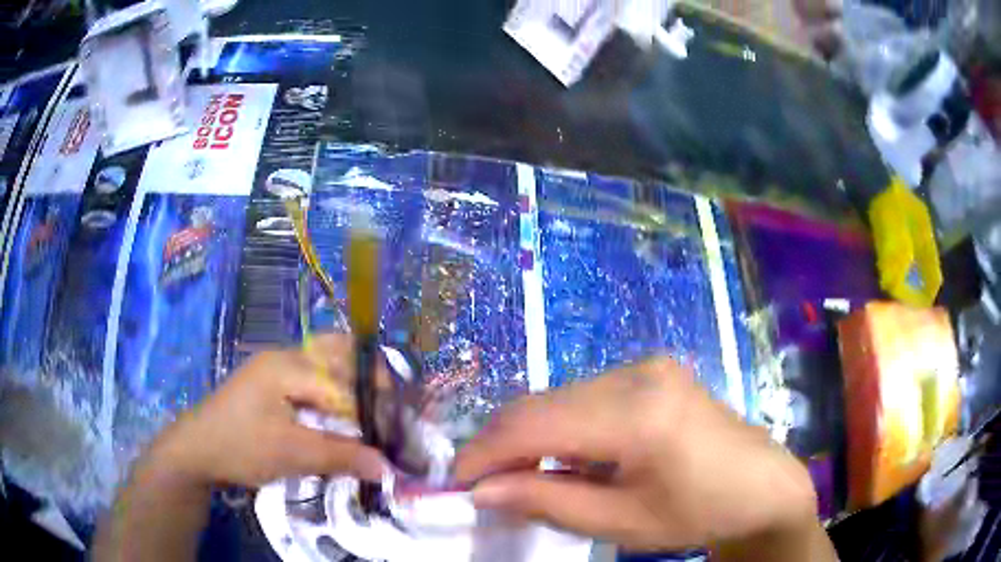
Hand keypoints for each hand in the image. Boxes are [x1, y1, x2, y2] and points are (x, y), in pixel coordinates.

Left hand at [144, 334, 386, 488]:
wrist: (198, 447)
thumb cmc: (241, 447)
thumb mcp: (291, 454)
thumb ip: (340, 456)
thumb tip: (387, 467)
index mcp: (288, 367)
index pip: (345, 382)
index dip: (376, 408)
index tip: (399, 431)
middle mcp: (287, 355)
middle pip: (341, 352)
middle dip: (373, 378)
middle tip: (395, 410)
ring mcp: (279, 364)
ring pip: (329, 356)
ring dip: (356, 376)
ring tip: (378, 404)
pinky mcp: (275, 378)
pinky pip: (316, 371)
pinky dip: (339, 383)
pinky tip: (347, 406)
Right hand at [455, 358, 818, 550]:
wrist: (762, 486)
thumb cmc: (698, 512)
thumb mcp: (620, 521)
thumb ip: (546, 501)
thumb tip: (482, 490)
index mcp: (637, 412)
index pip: (533, 424)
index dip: (483, 452)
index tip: (456, 483)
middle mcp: (637, 373)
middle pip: (541, 403)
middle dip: (501, 444)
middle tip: (482, 484)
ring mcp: (647, 366)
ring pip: (560, 397)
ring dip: (530, 436)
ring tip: (520, 475)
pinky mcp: (652, 372)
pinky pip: (585, 396)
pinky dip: (561, 427)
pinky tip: (565, 457)